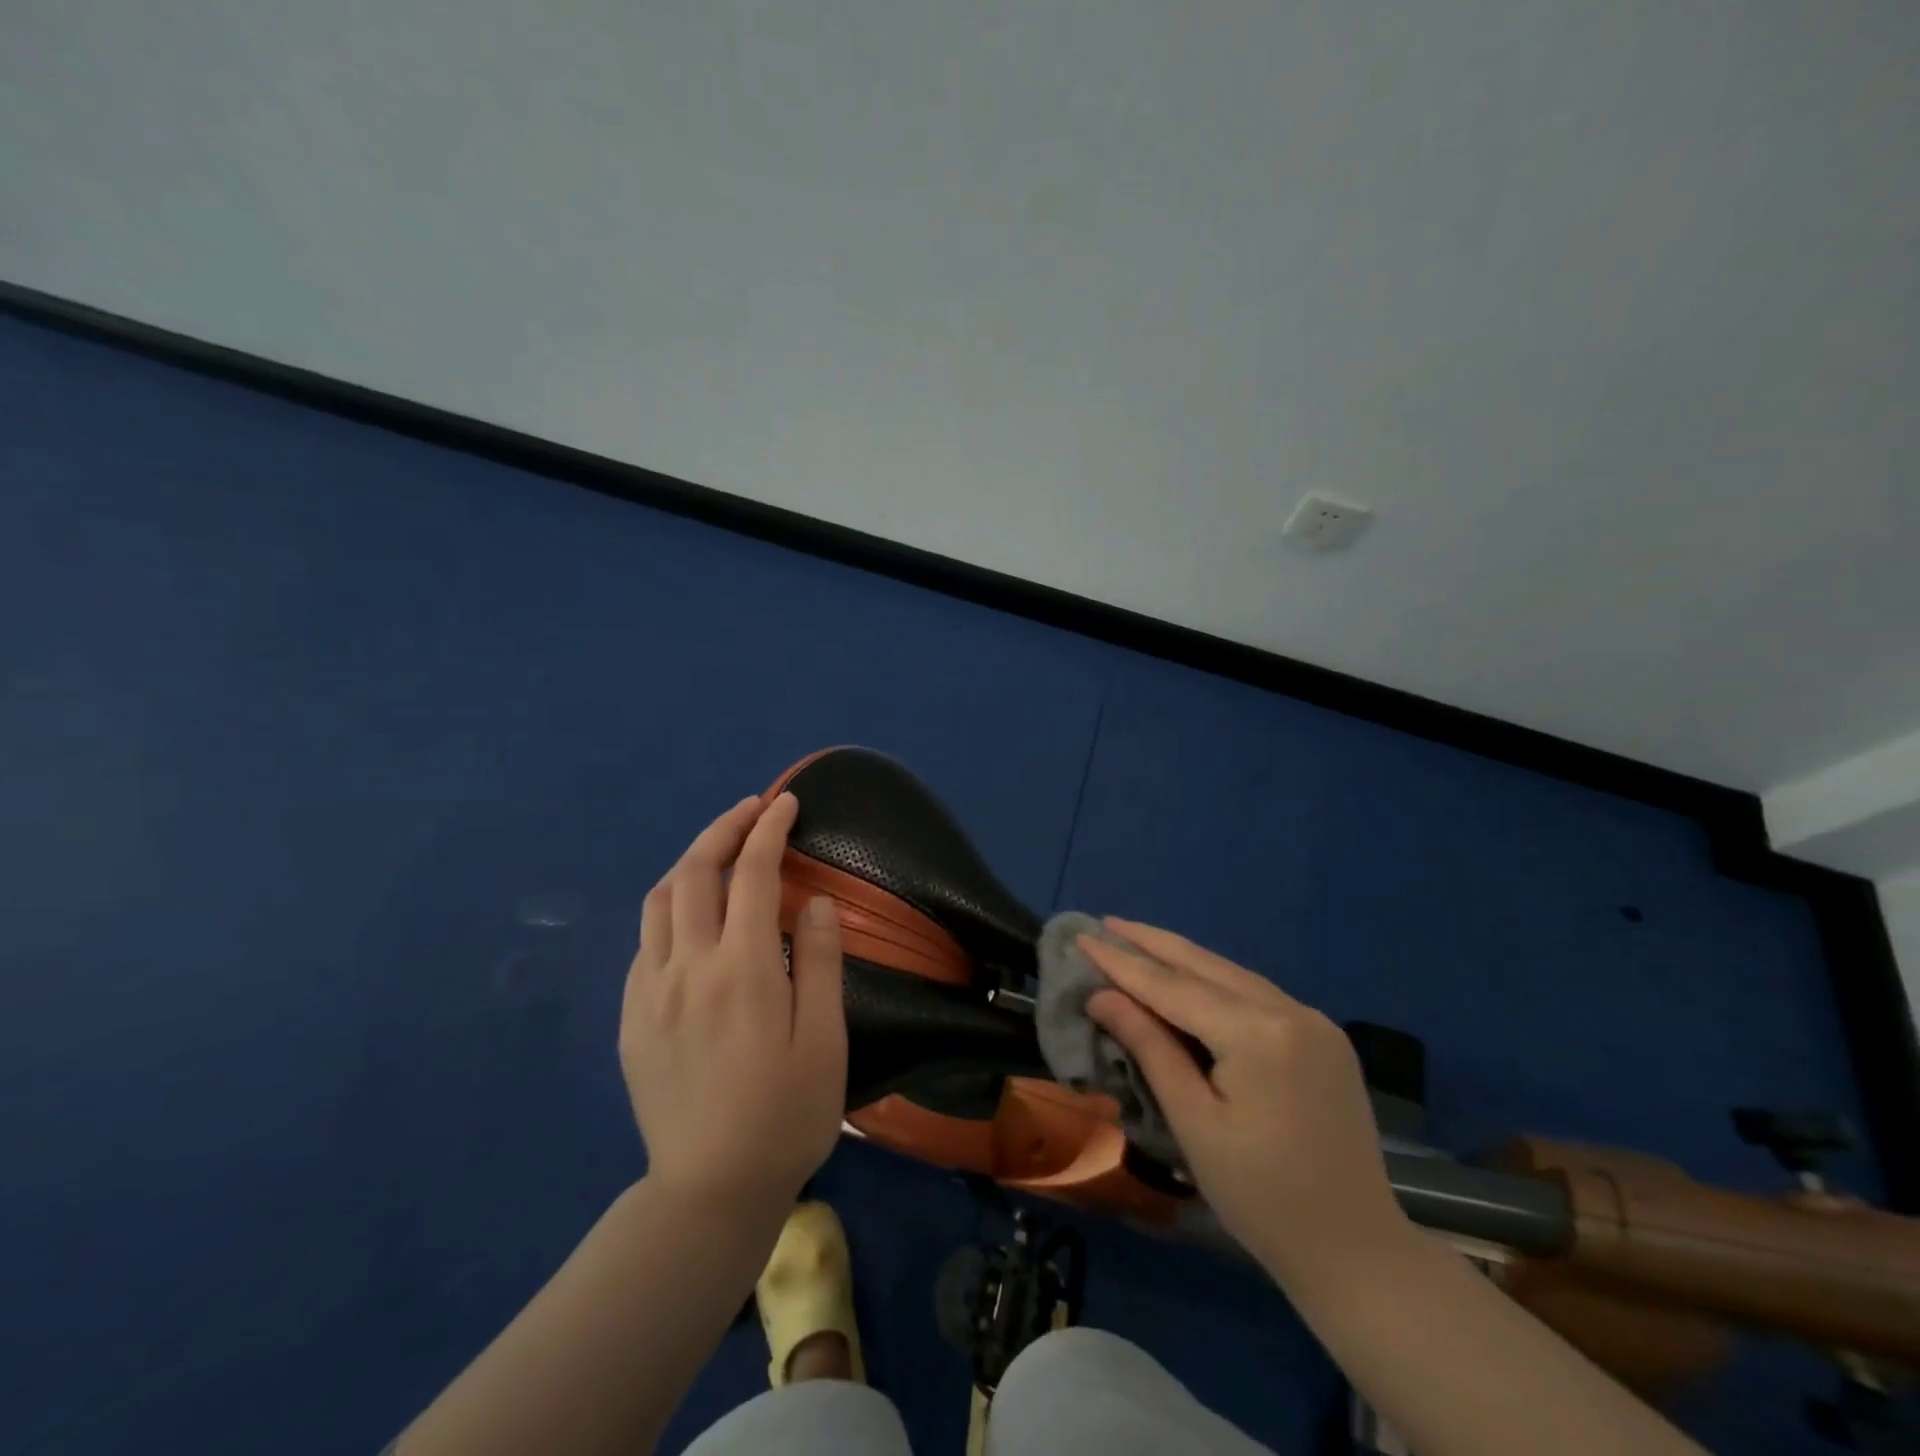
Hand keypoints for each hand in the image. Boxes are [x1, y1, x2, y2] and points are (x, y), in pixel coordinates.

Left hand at [621, 792, 846, 1212]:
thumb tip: (814, 901)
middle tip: (752, 810)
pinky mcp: (632, 1018)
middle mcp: (687, 967)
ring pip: (659, 900)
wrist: (709, 1191)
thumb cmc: (785, 1115)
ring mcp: (650, 991)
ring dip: (690, 861)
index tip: (786, 802)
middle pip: (695, 872)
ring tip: (719, 851)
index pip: (753, 874)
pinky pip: (645, 941)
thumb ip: (821, 962)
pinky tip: (691, 918)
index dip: (769, 829)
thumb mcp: (825, 1041)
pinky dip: (669, 907)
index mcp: (742, 968)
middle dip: (724, 828)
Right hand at [1081, 919, 1406, 1283]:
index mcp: (1258, 1035)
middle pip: (1205, 965)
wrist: (1357, 1251)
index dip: (1123, 963)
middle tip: (1106, 922)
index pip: (1173, 987)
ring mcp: (1313, 1021)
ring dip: (1182, 957)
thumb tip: (1101, 996)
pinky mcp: (1324, 1036)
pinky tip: (1189, 976)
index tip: (1083, 936)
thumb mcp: (1193, 1122)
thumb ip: (1149, 1048)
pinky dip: (1214, 980)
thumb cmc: (1261, 1197)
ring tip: (1137, 939)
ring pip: (1232, 974)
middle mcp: (1290, 1011)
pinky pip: (1256, 994)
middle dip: (1151, 942)